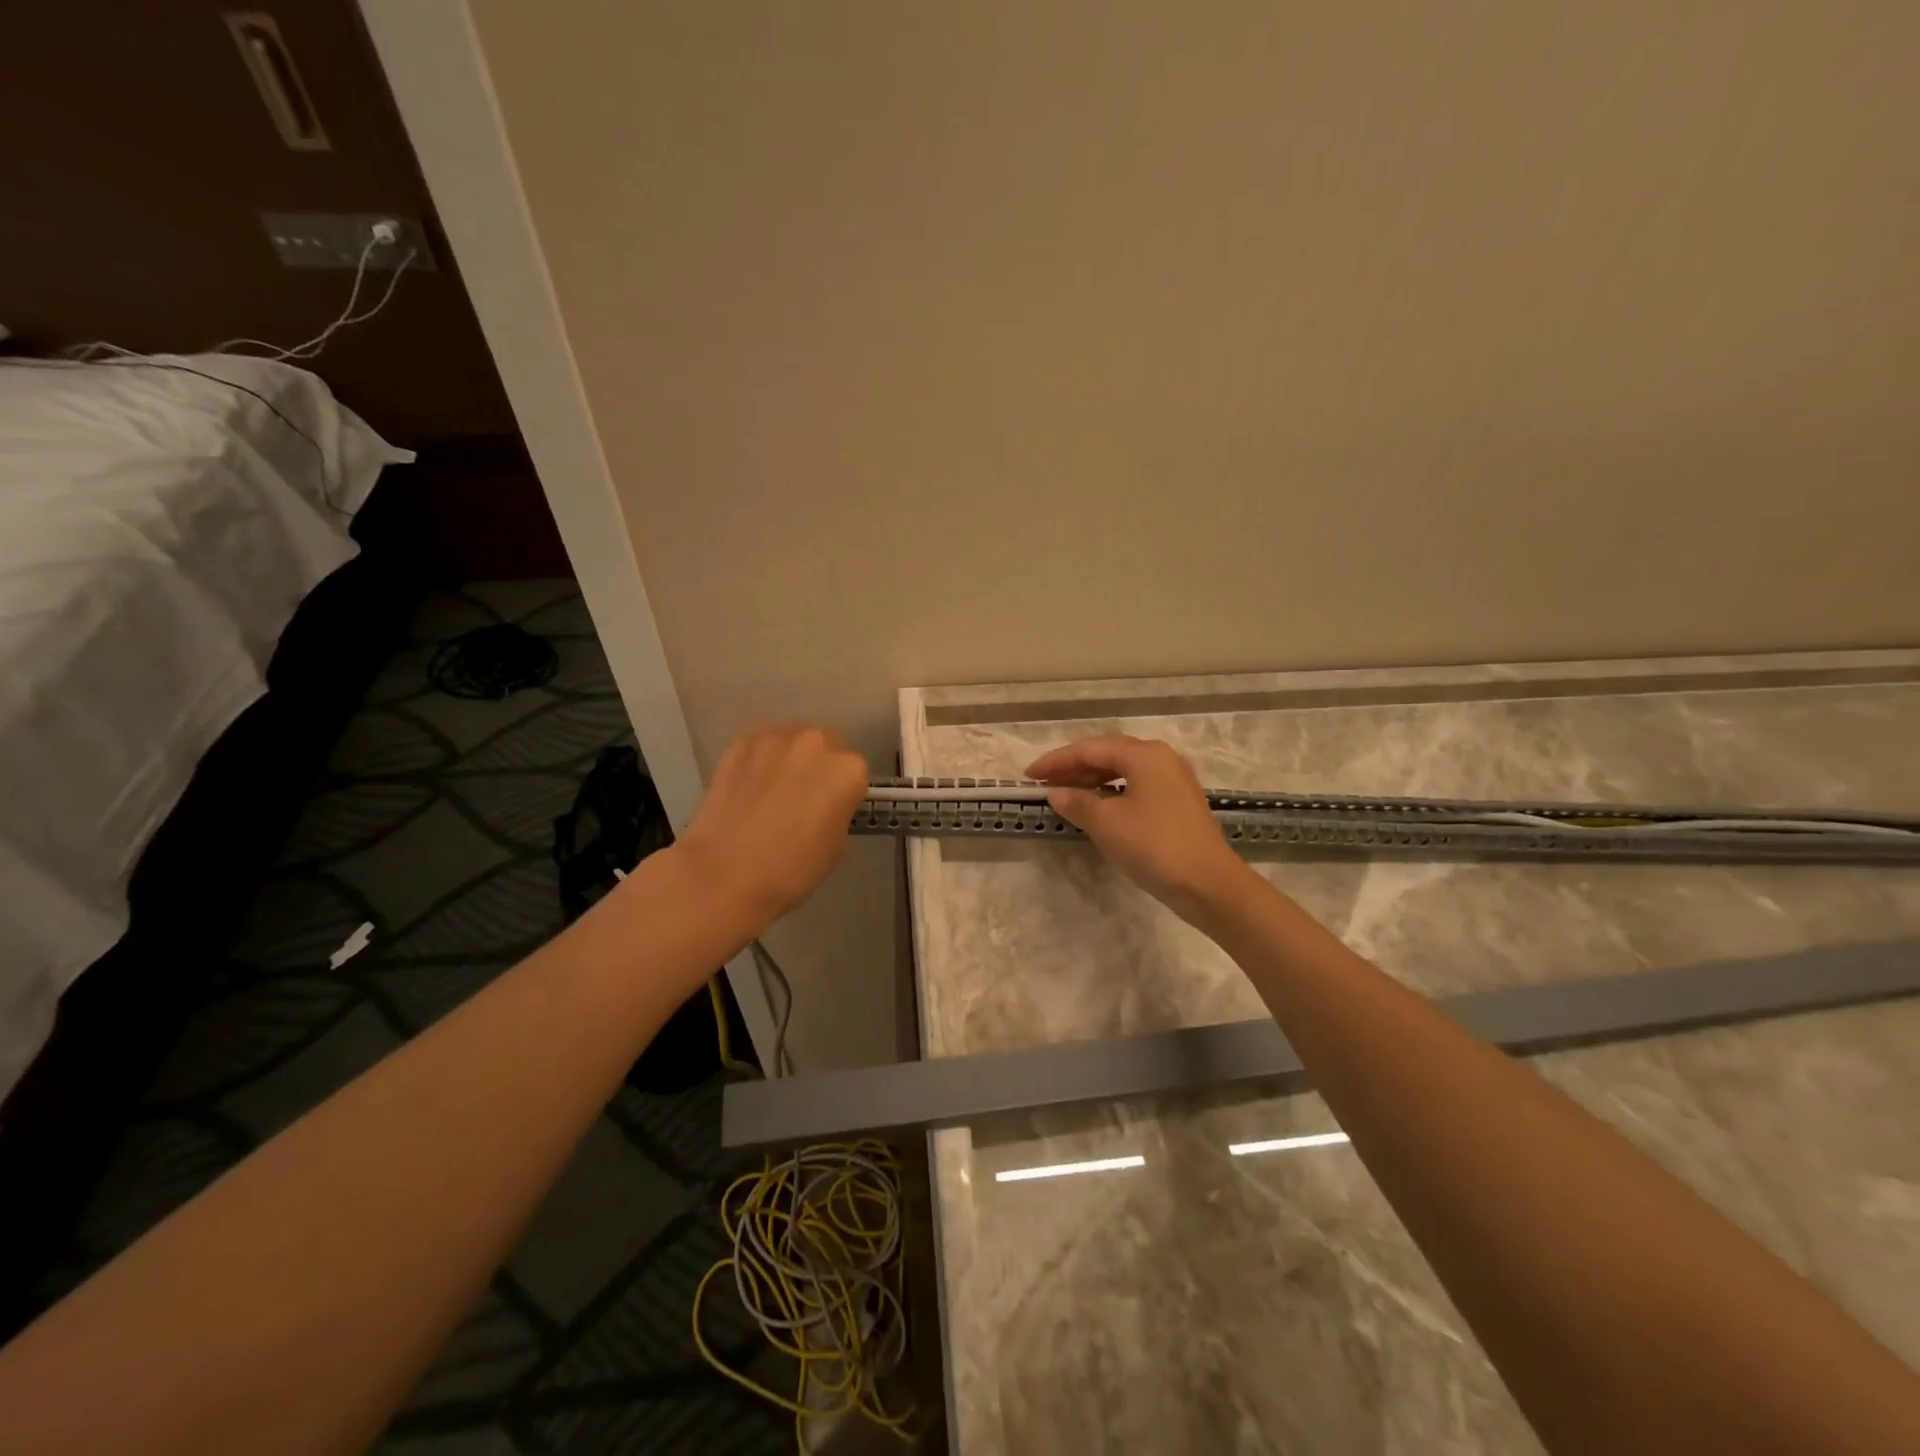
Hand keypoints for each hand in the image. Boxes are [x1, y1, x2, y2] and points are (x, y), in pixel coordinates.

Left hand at [678, 723, 868, 927]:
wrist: (724, 874)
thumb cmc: (792, 869)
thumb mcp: (836, 844)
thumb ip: (838, 809)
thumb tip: (824, 802)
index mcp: (847, 770)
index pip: (855, 772)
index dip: (843, 792)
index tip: (830, 810)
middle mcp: (815, 743)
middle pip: (826, 745)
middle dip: (819, 766)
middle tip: (803, 797)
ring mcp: (775, 739)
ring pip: (792, 740)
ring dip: (790, 758)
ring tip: (773, 789)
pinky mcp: (740, 743)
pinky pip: (760, 745)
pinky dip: (760, 760)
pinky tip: (749, 787)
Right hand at [1026, 735, 1258, 925]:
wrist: (1209, 884)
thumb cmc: (1154, 846)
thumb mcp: (1107, 823)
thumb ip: (1078, 802)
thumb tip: (1056, 793)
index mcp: (1144, 754)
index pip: (1090, 749)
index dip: (1056, 760)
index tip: (1029, 775)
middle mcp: (1161, 758)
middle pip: (1108, 754)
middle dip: (1073, 767)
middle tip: (1043, 782)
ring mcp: (1174, 780)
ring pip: (1123, 771)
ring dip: (1092, 780)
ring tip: (1065, 793)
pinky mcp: (1178, 803)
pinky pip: (1136, 786)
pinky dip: (1111, 793)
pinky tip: (1097, 807)